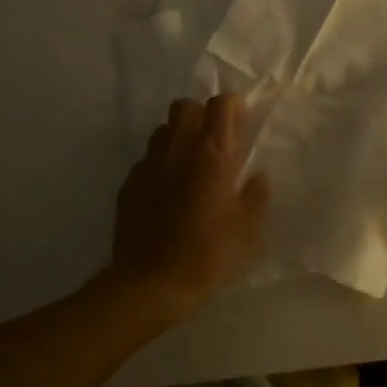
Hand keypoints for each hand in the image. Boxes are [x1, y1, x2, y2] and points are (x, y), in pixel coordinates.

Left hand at [101, 94, 269, 322]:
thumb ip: (256, 195)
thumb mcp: (249, 229)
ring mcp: (149, 163)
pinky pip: (148, 158)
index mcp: (212, 154)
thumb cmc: (208, 254)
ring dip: (179, 136)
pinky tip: (168, 190)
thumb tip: (257, 175)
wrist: (150, 282)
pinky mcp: (130, 181)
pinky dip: (162, 163)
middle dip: (202, 113)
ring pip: (164, 129)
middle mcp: (178, 148)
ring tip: (190, 162)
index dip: (234, 106)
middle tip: (215, 140)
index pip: (221, 104)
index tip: (243, 121)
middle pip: (186, 106)